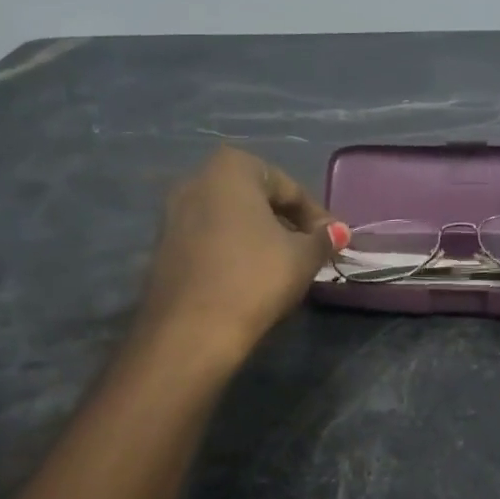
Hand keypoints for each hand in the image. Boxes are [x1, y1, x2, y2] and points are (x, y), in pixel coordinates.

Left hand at [136, 148, 343, 361]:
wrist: (192, 330)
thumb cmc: (255, 278)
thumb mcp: (303, 257)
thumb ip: (322, 238)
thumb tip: (336, 231)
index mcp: (231, 169)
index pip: (288, 187)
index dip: (316, 215)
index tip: (334, 241)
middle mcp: (196, 180)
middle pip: (255, 198)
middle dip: (285, 221)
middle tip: (310, 250)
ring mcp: (173, 213)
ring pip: (231, 219)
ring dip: (259, 236)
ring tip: (284, 265)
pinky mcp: (163, 247)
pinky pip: (210, 238)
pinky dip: (234, 250)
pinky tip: (251, 276)